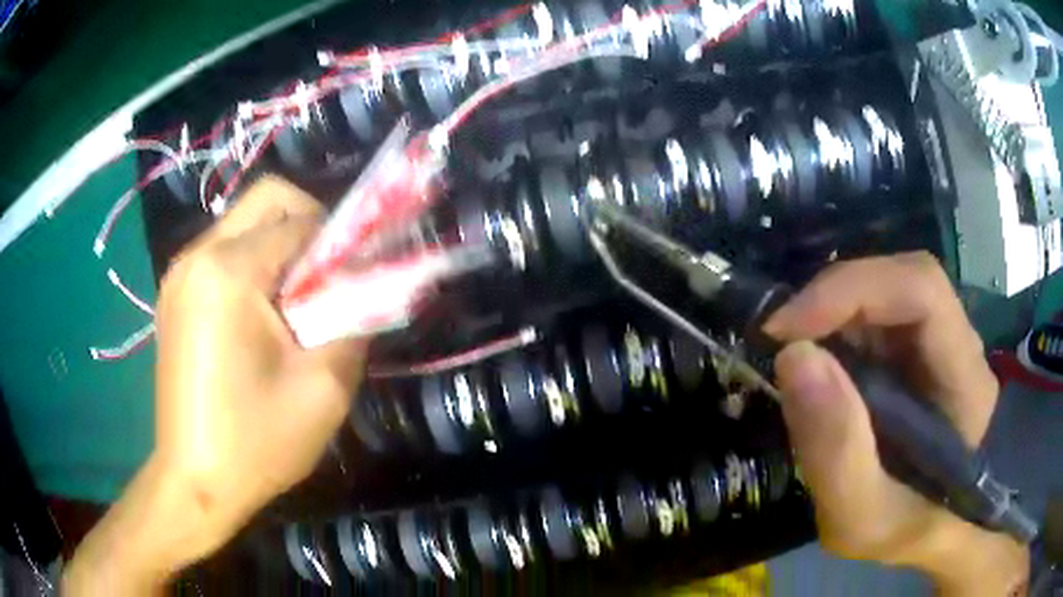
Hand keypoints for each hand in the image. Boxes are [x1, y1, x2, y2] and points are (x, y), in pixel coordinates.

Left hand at [64, 177, 365, 594]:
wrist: (194, 482)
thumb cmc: (256, 443)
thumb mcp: (325, 389)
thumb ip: (355, 321)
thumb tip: (367, 286)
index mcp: (228, 272)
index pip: (299, 219)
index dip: (340, 239)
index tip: (360, 273)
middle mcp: (197, 256)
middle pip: (265, 200)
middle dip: (308, 223)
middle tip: (326, 276)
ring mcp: (179, 273)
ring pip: (243, 224)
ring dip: (279, 246)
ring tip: (294, 302)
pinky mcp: (173, 294)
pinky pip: (222, 252)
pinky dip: (252, 264)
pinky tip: (260, 314)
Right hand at [765, 252, 1027, 595]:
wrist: (931, 535)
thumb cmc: (906, 531)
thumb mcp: (863, 520)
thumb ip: (836, 454)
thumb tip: (793, 357)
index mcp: (965, 379)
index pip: (922, 290)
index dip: (853, 290)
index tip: (785, 331)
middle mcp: (958, 343)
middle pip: (901, 280)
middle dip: (835, 300)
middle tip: (781, 341)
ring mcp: (939, 342)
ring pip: (886, 293)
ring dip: (832, 315)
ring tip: (794, 358)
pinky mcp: (917, 352)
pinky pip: (875, 319)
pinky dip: (836, 331)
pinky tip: (818, 368)